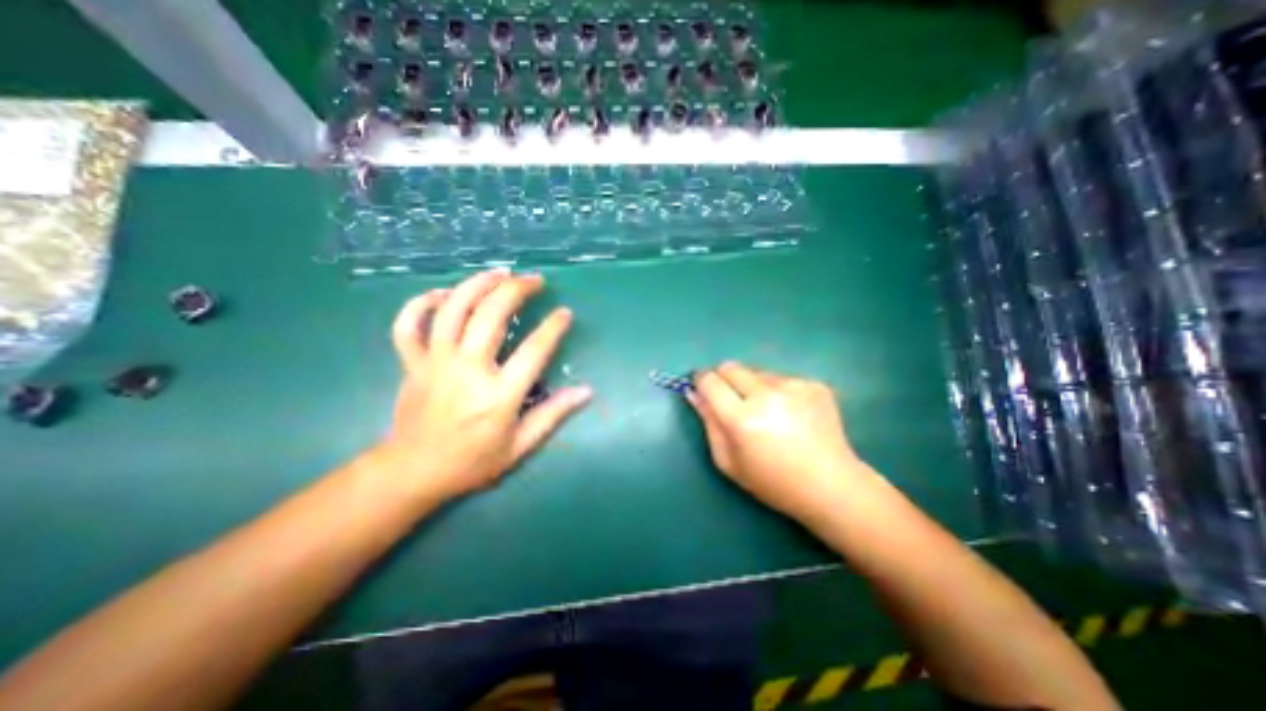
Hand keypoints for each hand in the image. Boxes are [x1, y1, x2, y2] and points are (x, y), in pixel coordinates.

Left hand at [372, 267, 590, 505]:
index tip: (565, 313)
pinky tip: (445, 294)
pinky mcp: (412, 363)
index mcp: (498, 395)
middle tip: (534, 281)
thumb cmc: (472, 462)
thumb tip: (586, 391)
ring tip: (500, 272)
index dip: (553, 328)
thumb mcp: (520, 446)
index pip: (533, 351)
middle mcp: (467, 370)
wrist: (412, 472)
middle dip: (516, 290)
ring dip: (477, 284)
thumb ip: (553, 415)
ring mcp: (435, 363)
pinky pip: (409, 324)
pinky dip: (422, 303)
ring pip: (453, 309)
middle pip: (491, 316)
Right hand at [689, 368, 875, 520]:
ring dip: (753, 386)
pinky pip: (781, 378)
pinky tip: (791, 414)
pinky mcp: (814, 384)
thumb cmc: (772, 482)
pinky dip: (778, 391)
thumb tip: (694, 393)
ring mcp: (794, 386)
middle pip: (731, 367)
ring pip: (756, 372)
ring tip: (768, 412)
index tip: (702, 388)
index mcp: (742, 418)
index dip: (701, 381)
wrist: (831, 485)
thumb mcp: (728, 461)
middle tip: (733, 401)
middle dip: (724, 379)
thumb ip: (708, 422)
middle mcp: (767, 395)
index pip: (710, 380)